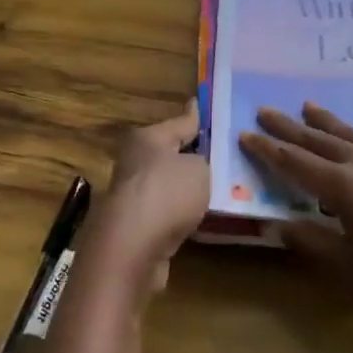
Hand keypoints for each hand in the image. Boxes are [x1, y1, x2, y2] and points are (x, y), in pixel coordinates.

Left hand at [77, 99, 208, 300]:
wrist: (132, 248)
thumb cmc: (167, 193)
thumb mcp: (198, 168)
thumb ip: (203, 161)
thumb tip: (193, 165)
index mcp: (146, 138)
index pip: (179, 122)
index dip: (195, 116)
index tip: (200, 105)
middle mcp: (133, 162)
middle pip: (169, 154)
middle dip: (191, 155)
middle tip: (221, 154)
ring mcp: (132, 196)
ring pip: (167, 185)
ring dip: (186, 189)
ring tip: (219, 188)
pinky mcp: (134, 226)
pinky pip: (166, 213)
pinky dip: (181, 214)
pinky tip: (202, 217)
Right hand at [240, 104, 352, 339]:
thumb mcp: (352, 266)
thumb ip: (312, 241)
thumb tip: (277, 224)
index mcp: (341, 186)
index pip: (293, 162)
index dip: (267, 149)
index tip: (245, 134)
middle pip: (318, 140)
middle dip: (289, 127)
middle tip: (264, 110)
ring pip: (352, 134)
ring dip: (327, 121)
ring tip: (307, 105)